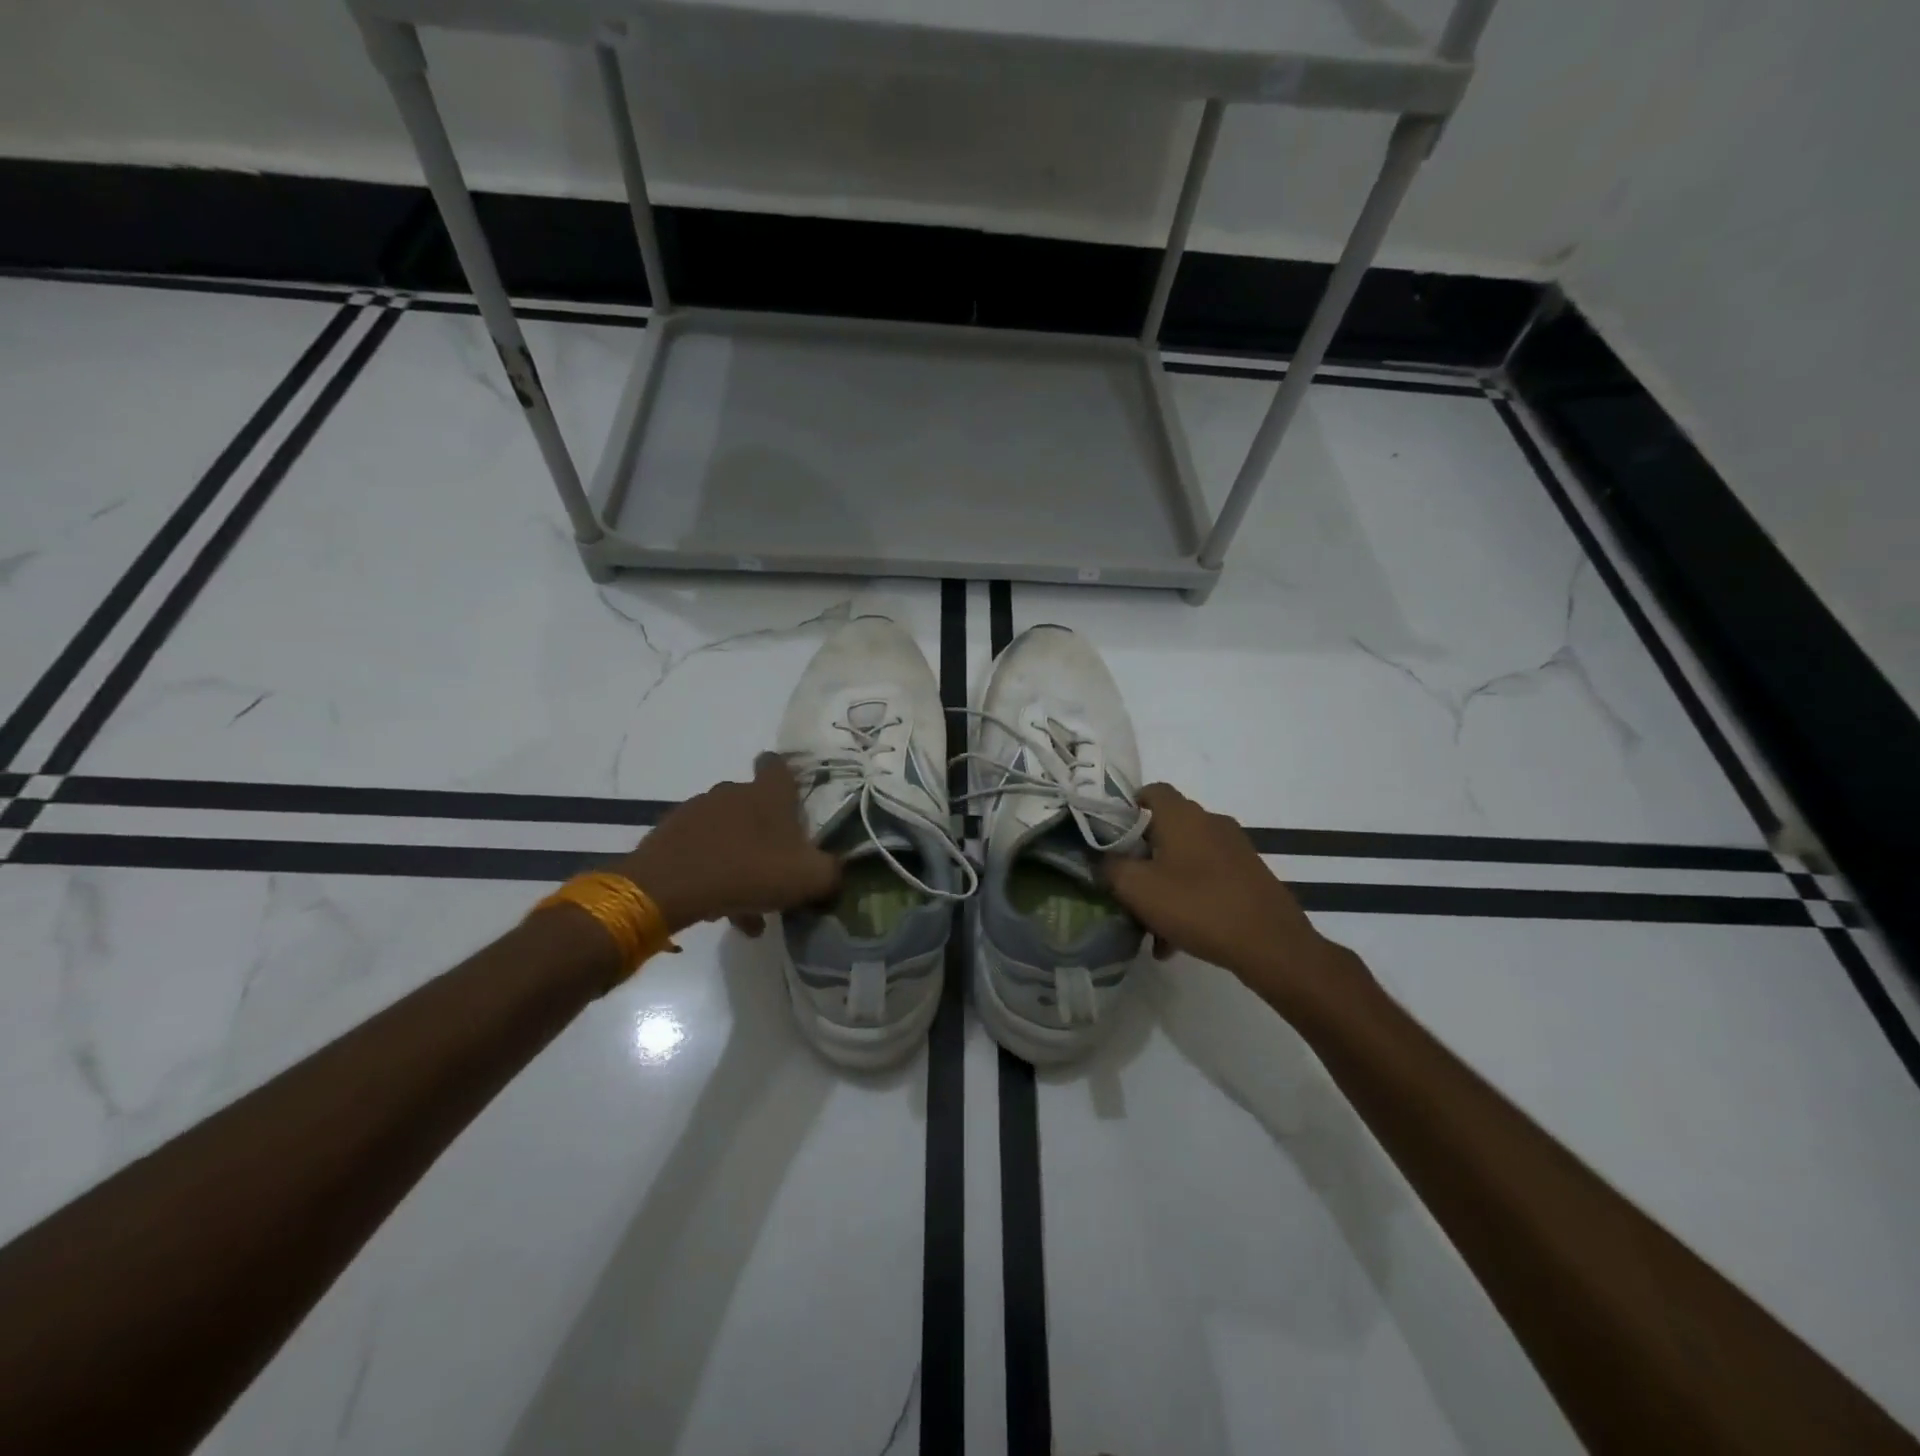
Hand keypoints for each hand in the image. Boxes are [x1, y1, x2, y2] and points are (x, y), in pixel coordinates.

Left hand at [614, 755, 838, 934]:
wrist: (668, 888)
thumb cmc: (749, 871)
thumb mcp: (809, 878)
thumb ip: (831, 872)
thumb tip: (836, 872)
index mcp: (768, 793)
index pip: (777, 765)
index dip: (785, 776)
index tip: (791, 800)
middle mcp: (732, 792)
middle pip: (753, 805)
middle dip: (765, 834)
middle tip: (775, 870)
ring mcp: (696, 811)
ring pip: (727, 833)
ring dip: (739, 860)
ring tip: (747, 905)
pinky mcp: (669, 835)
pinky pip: (700, 851)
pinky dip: (712, 873)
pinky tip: (719, 909)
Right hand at [1101, 784, 1361, 1010]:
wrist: (1272, 945)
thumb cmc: (1197, 906)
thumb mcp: (1137, 889)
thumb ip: (1110, 867)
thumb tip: (1103, 858)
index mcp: (1182, 815)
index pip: (1150, 791)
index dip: (1126, 810)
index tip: (1111, 839)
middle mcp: (1210, 822)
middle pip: (1165, 829)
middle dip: (1142, 858)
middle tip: (1126, 888)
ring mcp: (1234, 848)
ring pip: (1185, 859)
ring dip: (1164, 885)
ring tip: (1151, 928)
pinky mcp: (1249, 874)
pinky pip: (1207, 879)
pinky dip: (1189, 899)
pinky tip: (1178, 939)